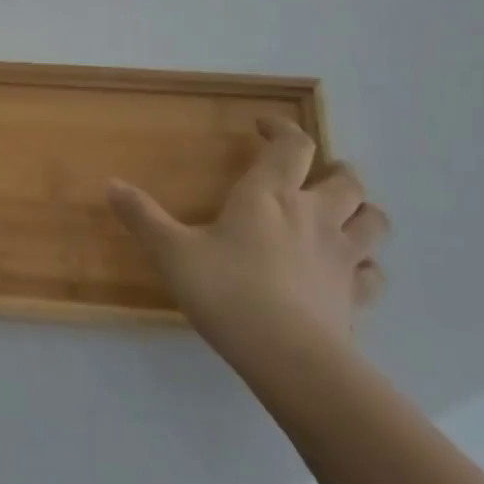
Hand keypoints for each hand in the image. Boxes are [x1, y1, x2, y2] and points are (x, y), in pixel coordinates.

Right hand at [107, 117, 387, 360]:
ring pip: (374, 220)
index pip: (292, 145)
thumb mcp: (172, 252)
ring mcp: (342, 256)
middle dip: (334, 169)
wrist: (287, 355)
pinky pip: (374, 273)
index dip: (282, 129)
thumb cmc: (226, 291)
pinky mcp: (356, 296)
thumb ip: (143, 217)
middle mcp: (314, 215)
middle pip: (347, 179)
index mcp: (269, 196)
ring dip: (362, 211)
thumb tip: (110, 183)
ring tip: (345, 214)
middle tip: (315, 172)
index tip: (264, 127)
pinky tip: (350, 271)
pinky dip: (366, 265)